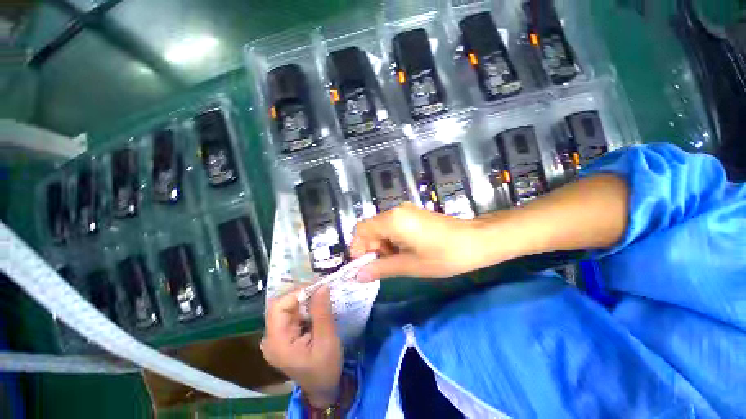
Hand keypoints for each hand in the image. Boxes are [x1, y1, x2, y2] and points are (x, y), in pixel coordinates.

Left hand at [261, 286, 341, 408]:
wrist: (323, 388)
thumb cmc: (325, 369)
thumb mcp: (327, 341)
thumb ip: (322, 313)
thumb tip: (322, 286)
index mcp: (277, 342)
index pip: (278, 307)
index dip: (297, 293)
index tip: (318, 286)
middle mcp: (273, 337)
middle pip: (282, 305)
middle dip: (303, 294)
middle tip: (323, 287)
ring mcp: (279, 336)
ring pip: (289, 307)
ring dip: (306, 298)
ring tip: (323, 293)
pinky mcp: (287, 335)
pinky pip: (294, 314)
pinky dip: (307, 306)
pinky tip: (319, 305)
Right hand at [350, 202, 479, 280]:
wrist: (476, 241)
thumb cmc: (443, 255)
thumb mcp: (410, 265)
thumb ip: (381, 269)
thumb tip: (358, 276)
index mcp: (392, 220)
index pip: (361, 230)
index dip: (358, 248)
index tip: (363, 266)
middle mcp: (395, 211)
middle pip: (371, 228)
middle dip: (371, 248)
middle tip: (381, 267)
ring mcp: (406, 211)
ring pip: (382, 227)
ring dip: (382, 245)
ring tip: (395, 261)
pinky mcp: (413, 214)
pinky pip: (394, 225)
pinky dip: (392, 239)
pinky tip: (404, 251)